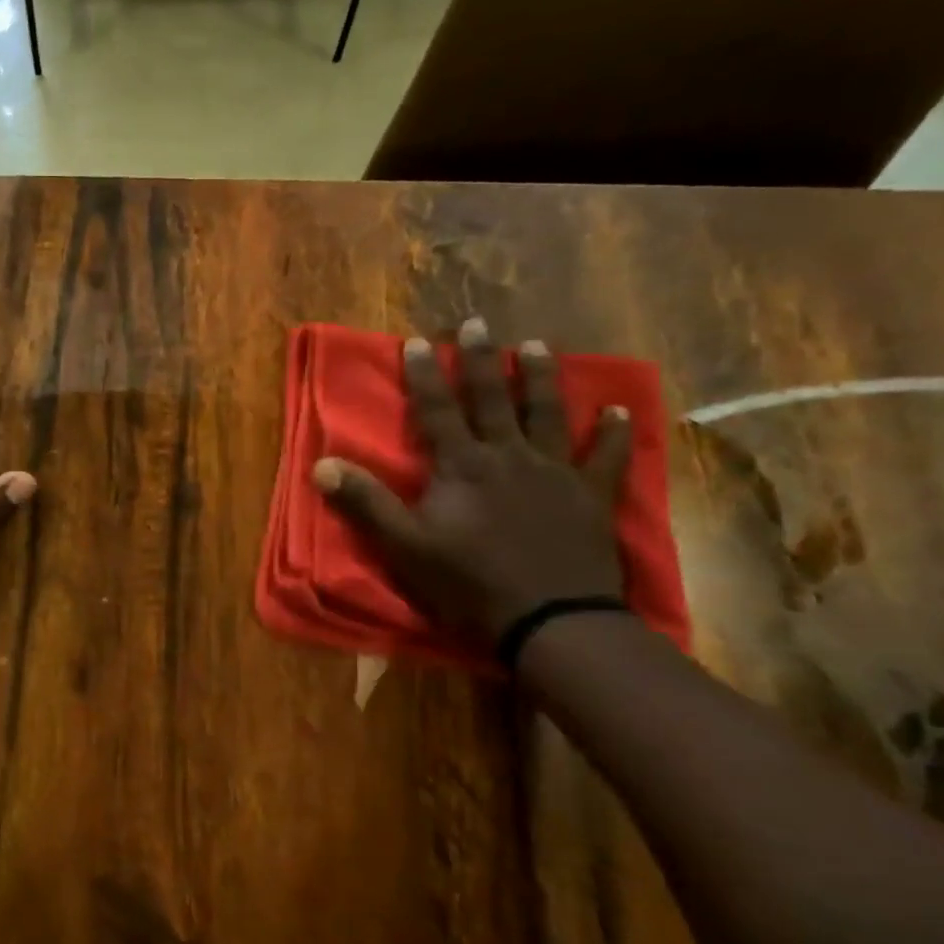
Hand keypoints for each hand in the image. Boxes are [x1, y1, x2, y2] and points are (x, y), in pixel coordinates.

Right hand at [312, 317, 630, 643]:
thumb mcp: (404, 545)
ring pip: (547, 414)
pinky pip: (607, 458)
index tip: (417, 341)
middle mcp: (509, 456)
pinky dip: (615, 434)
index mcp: (462, 466)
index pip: (437, 410)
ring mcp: (555, 472)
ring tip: (535, 346)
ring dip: (540, 378)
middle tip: (478, 323)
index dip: (424, 375)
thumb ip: (365, 502)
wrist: (550, 620)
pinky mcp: (592, 496)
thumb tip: (321, 464)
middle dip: (480, 360)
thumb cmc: (468, 582)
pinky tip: (621, 412)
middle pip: (492, 399)